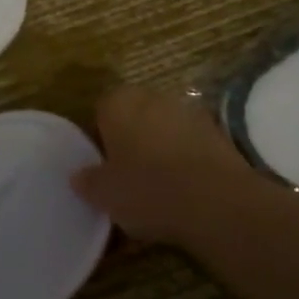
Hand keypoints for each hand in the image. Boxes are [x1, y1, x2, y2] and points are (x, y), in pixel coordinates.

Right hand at [71, 85, 255, 243]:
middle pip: (134, 117)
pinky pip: (190, 145)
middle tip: (127, 178)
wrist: (218, 202)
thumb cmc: (148, 189)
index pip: (100, 112)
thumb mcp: (104, 194)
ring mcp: (189, 112)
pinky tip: (185, 191)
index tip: (102, 168)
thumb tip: (80, 176)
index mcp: (118, 102)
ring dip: (160, 150)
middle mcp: (153, 97)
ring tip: (159, 189)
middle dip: (130, 141)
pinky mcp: (218, 132)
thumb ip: (88, 181)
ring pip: (164, 130)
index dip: (99, 140)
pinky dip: (186, 162)